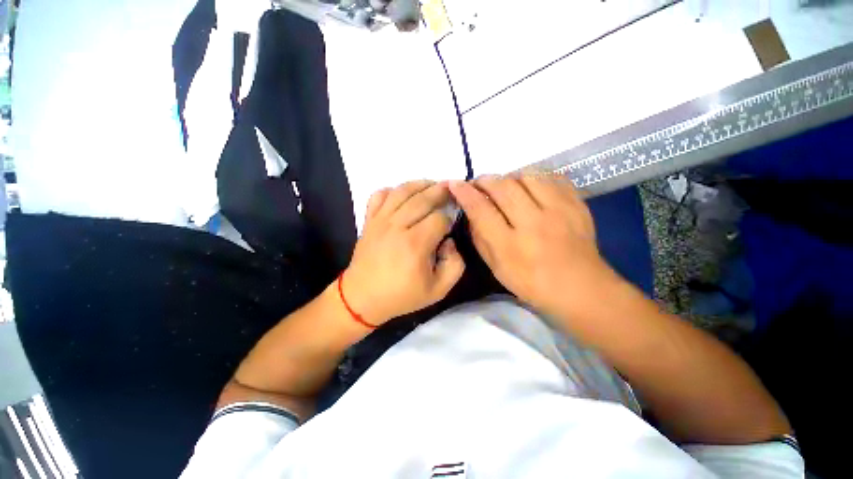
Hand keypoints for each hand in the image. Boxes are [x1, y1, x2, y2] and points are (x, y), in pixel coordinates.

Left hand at [343, 181, 464, 325]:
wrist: (362, 298)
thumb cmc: (401, 296)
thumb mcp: (438, 290)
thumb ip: (455, 265)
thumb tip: (449, 241)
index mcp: (415, 244)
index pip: (439, 218)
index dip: (450, 218)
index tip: (452, 223)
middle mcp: (397, 226)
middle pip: (423, 198)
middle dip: (440, 191)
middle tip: (451, 188)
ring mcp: (380, 221)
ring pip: (402, 191)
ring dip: (420, 184)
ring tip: (432, 184)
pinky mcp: (369, 221)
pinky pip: (379, 195)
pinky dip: (392, 190)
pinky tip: (402, 194)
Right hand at [449, 174, 621, 319]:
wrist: (581, 288)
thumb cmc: (532, 283)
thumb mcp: (496, 268)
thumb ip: (480, 239)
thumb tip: (471, 212)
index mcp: (510, 246)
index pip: (480, 210)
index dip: (464, 193)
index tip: (455, 184)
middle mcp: (533, 224)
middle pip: (503, 187)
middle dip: (485, 180)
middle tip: (479, 184)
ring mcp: (559, 211)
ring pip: (527, 176)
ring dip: (509, 177)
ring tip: (506, 187)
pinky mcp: (576, 204)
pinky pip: (551, 177)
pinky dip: (535, 177)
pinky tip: (530, 187)